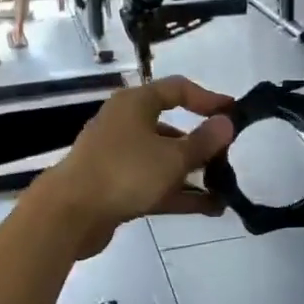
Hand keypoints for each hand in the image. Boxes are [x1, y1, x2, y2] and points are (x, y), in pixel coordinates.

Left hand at [39, 77, 234, 257]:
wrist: (70, 214)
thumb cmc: (125, 172)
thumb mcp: (173, 157)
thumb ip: (204, 142)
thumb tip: (227, 123)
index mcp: (135, 104)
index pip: (178, 89)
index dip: (208, 99)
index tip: (233, 114)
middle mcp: (126, 125)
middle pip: (172, 128)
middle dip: (203, 145)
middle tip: (228, 159)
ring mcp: (120, 157)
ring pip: (165, 160)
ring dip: (195, 174)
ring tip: (225, 190)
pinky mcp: (117, 186)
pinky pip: (156, 184)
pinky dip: (180, 193)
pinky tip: (210, 209)